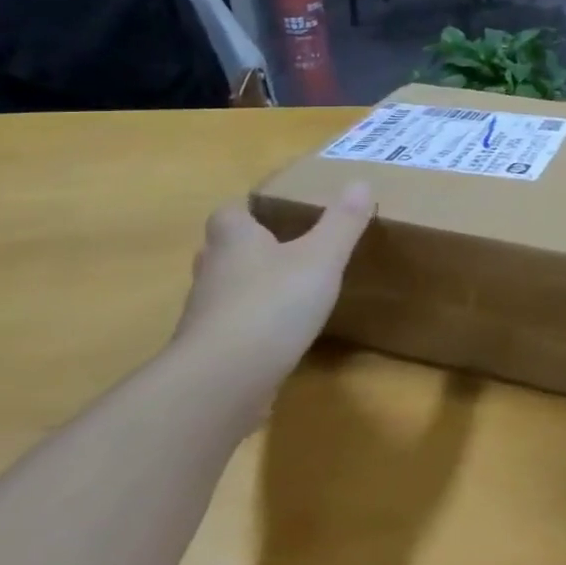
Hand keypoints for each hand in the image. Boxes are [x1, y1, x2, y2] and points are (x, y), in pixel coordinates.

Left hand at [175, 182, 374, 382]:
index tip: (275, 212)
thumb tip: (360, 182)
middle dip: (248, 248)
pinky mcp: (209, 354)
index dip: (249, 210)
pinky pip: (230, 330)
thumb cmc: (272, 304)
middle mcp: (212, 273)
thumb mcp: (322, 257)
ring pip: (225, 291)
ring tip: (288, 292)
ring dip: (249, 289)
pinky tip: (279, 336)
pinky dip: (250, 329)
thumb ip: (342, 222)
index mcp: (235, 241)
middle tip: (284, 248)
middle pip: (222, 251)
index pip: (230, 213)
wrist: (222, 382)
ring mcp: (205, 317)